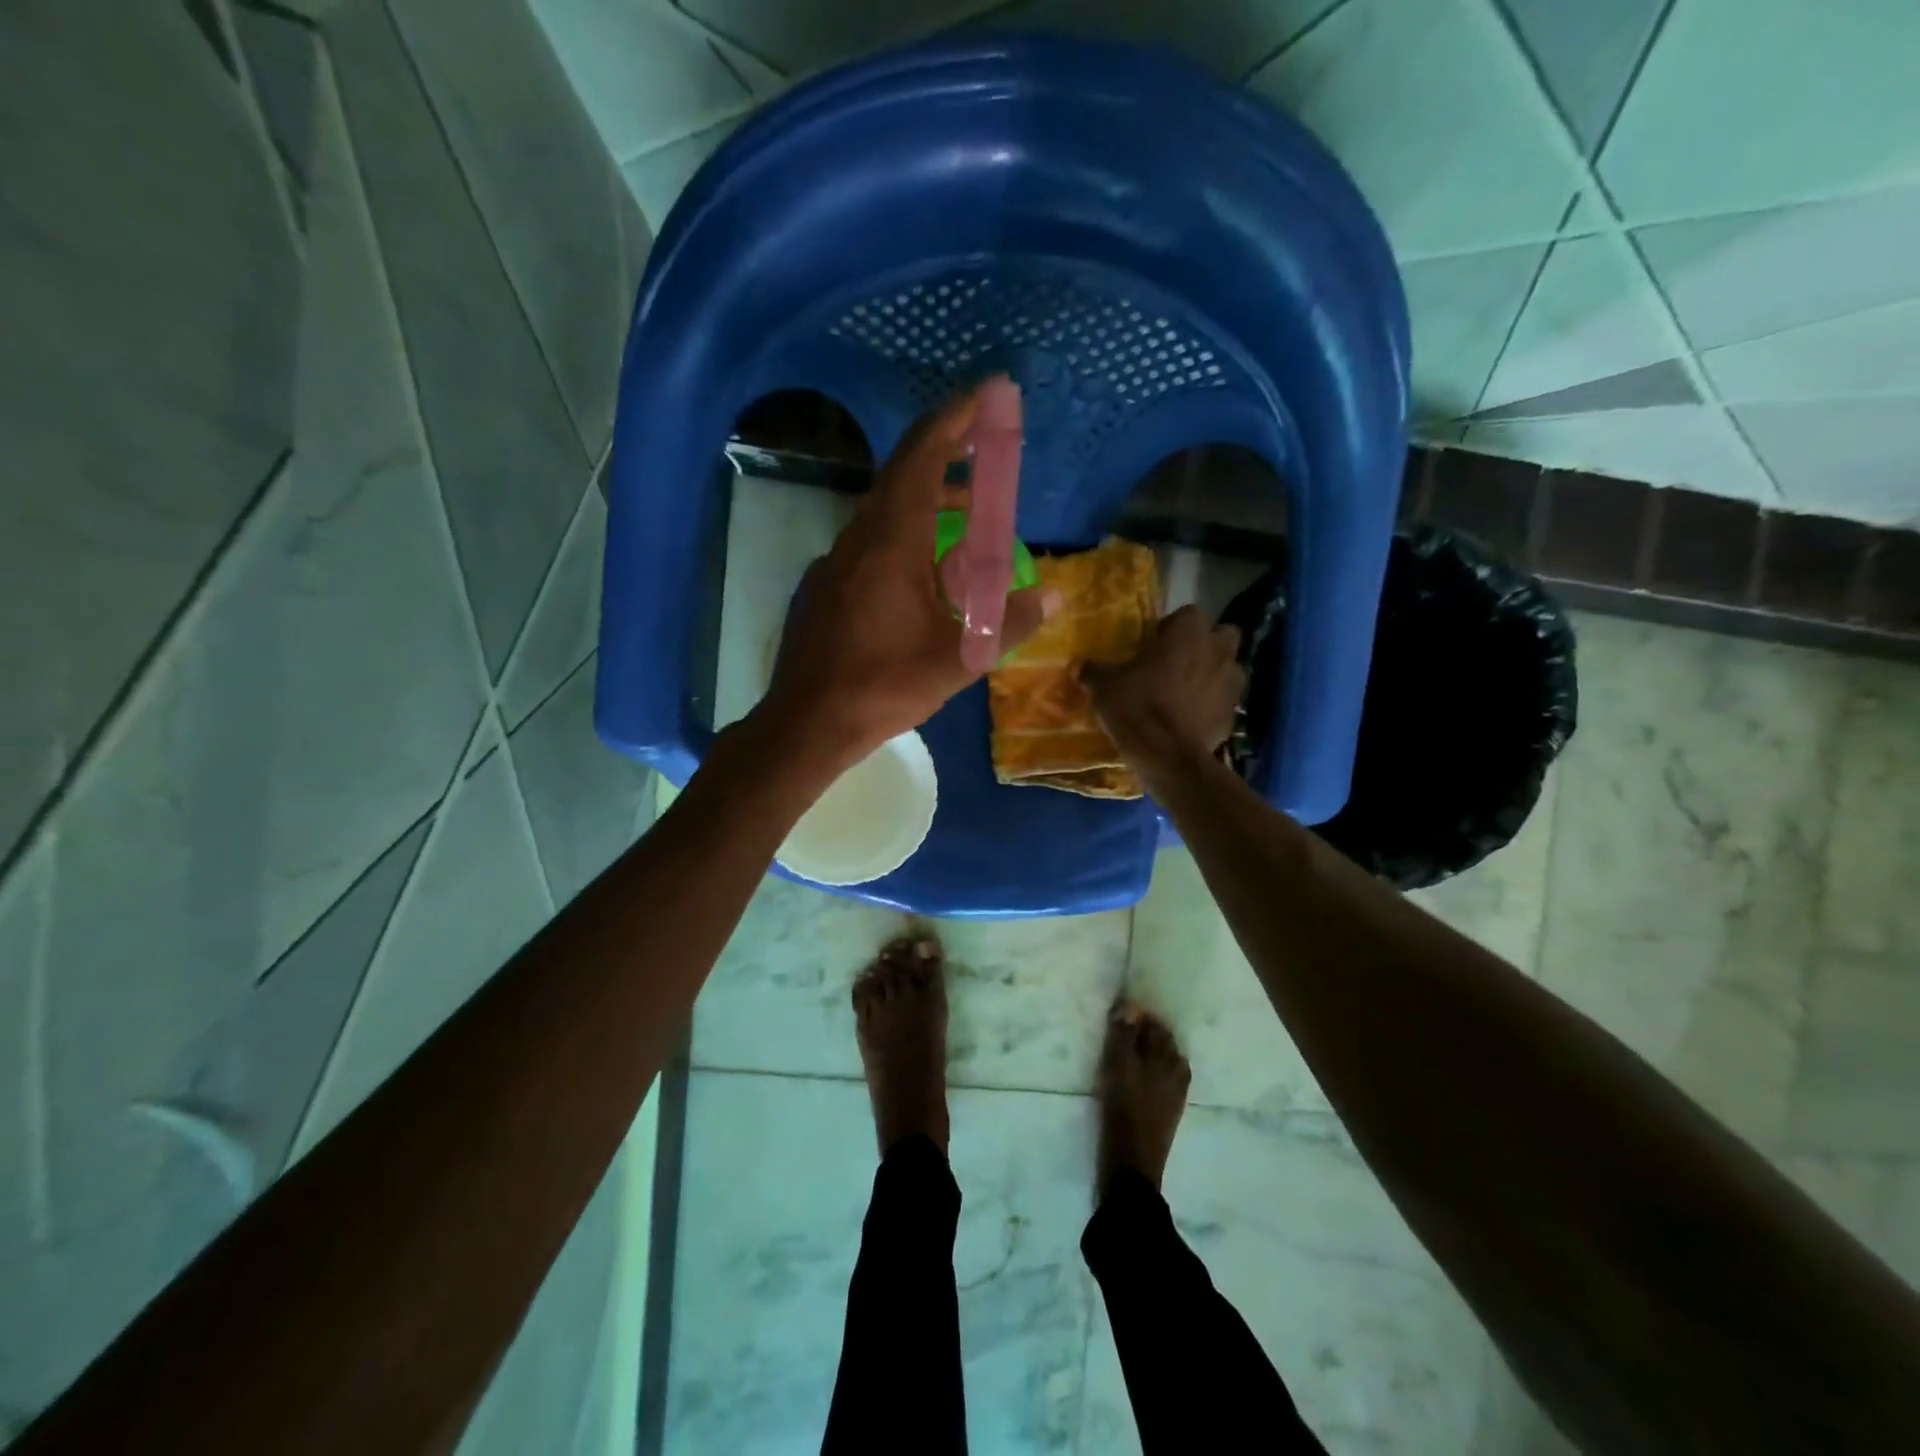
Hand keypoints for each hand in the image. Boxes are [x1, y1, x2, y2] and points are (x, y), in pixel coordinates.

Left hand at [761, 382, 1052, 762]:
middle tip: (986, 454)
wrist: (808, 722)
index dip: (955, 419)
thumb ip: (1009, 622)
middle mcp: (858, 538)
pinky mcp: (826, 585)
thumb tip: (1054, 595)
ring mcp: (836, 561)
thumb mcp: (959, 659)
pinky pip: (872, 542)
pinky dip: (906, 536)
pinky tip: (926, 572)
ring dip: (928, 503)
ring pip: (886, 512)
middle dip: (948, 457)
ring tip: (968, 519)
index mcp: (890, 541)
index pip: (922, 456)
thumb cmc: (883, 685)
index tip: (987, 395)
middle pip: (904, 476)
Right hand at [1084, 604, 1244, 773]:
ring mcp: (1232, 682)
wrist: (1167, 756)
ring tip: (1186, 691)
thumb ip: (1093, 671)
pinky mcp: (1234, 713)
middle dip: (1204, 644)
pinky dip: (1212, 705)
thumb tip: (1078, 665)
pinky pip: (1225, 700)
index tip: (1154, 644)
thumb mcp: (1104, 688)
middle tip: (1177, 661)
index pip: (1188, 613)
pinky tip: (1191, 718)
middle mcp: (1217, 650)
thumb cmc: (1137, 708)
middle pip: (1221, 635)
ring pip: (1228, 667)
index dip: (1172, 627)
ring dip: (1212, 673)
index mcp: (1189, 632)